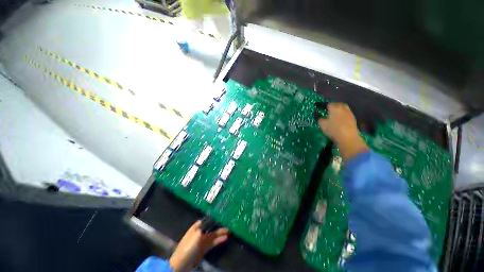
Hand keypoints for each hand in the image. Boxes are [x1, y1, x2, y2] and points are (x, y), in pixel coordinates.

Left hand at [169, 220, 228, 271]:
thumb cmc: (188, 247)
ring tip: (229, 230)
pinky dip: (219, 240)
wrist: (181, 264)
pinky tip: (225, 238)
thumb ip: (205, 228)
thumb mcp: (197, 235)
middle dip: (219, 225)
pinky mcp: (204, 248)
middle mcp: (200, 232)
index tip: (222, 215)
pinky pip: (213, 242)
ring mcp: (202, 241)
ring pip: (213, 235)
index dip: (214, 217)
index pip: (207, 220)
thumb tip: (212, 220)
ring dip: (220, 233)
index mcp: (196, 227)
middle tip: (228, 222)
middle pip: (211, 227)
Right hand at [318, 103, 367, 160]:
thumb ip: (319, 118)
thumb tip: (317, 114)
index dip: (323, 105)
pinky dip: (342, 114)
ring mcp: (349, 113)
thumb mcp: (322, 124)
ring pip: (343, 108)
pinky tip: (339, 119)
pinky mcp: (353, 119)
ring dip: (338, 110)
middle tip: (327, 109)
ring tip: (333, 114)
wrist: (348, 137)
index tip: (319, 108)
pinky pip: (346, 113)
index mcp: (334, 108)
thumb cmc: (333, 129)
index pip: (328, 104)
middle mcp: (342, 108)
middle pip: (337, 104)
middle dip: (332, 106)